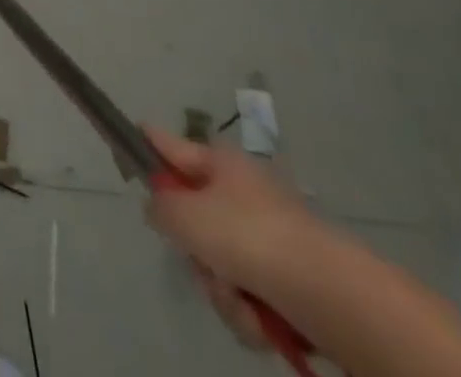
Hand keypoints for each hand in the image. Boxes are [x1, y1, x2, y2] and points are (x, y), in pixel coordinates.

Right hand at [144, 129, 330, 349]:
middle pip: (193, 218)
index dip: (145, 142)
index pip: (167, 143)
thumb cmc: (250, 238)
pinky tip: (261, 322)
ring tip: (240, 301)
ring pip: (218, 264)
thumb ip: (159, 206)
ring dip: (221, 290)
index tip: (127, 138)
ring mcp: (268, 239)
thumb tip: (160, 209)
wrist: (334, 298)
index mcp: (219, 162)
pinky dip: (249, 314)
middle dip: (193, 252)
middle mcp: (242, 193)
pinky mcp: (289, 284)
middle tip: (200, 262)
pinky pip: (247, 296)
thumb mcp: (185, 215)